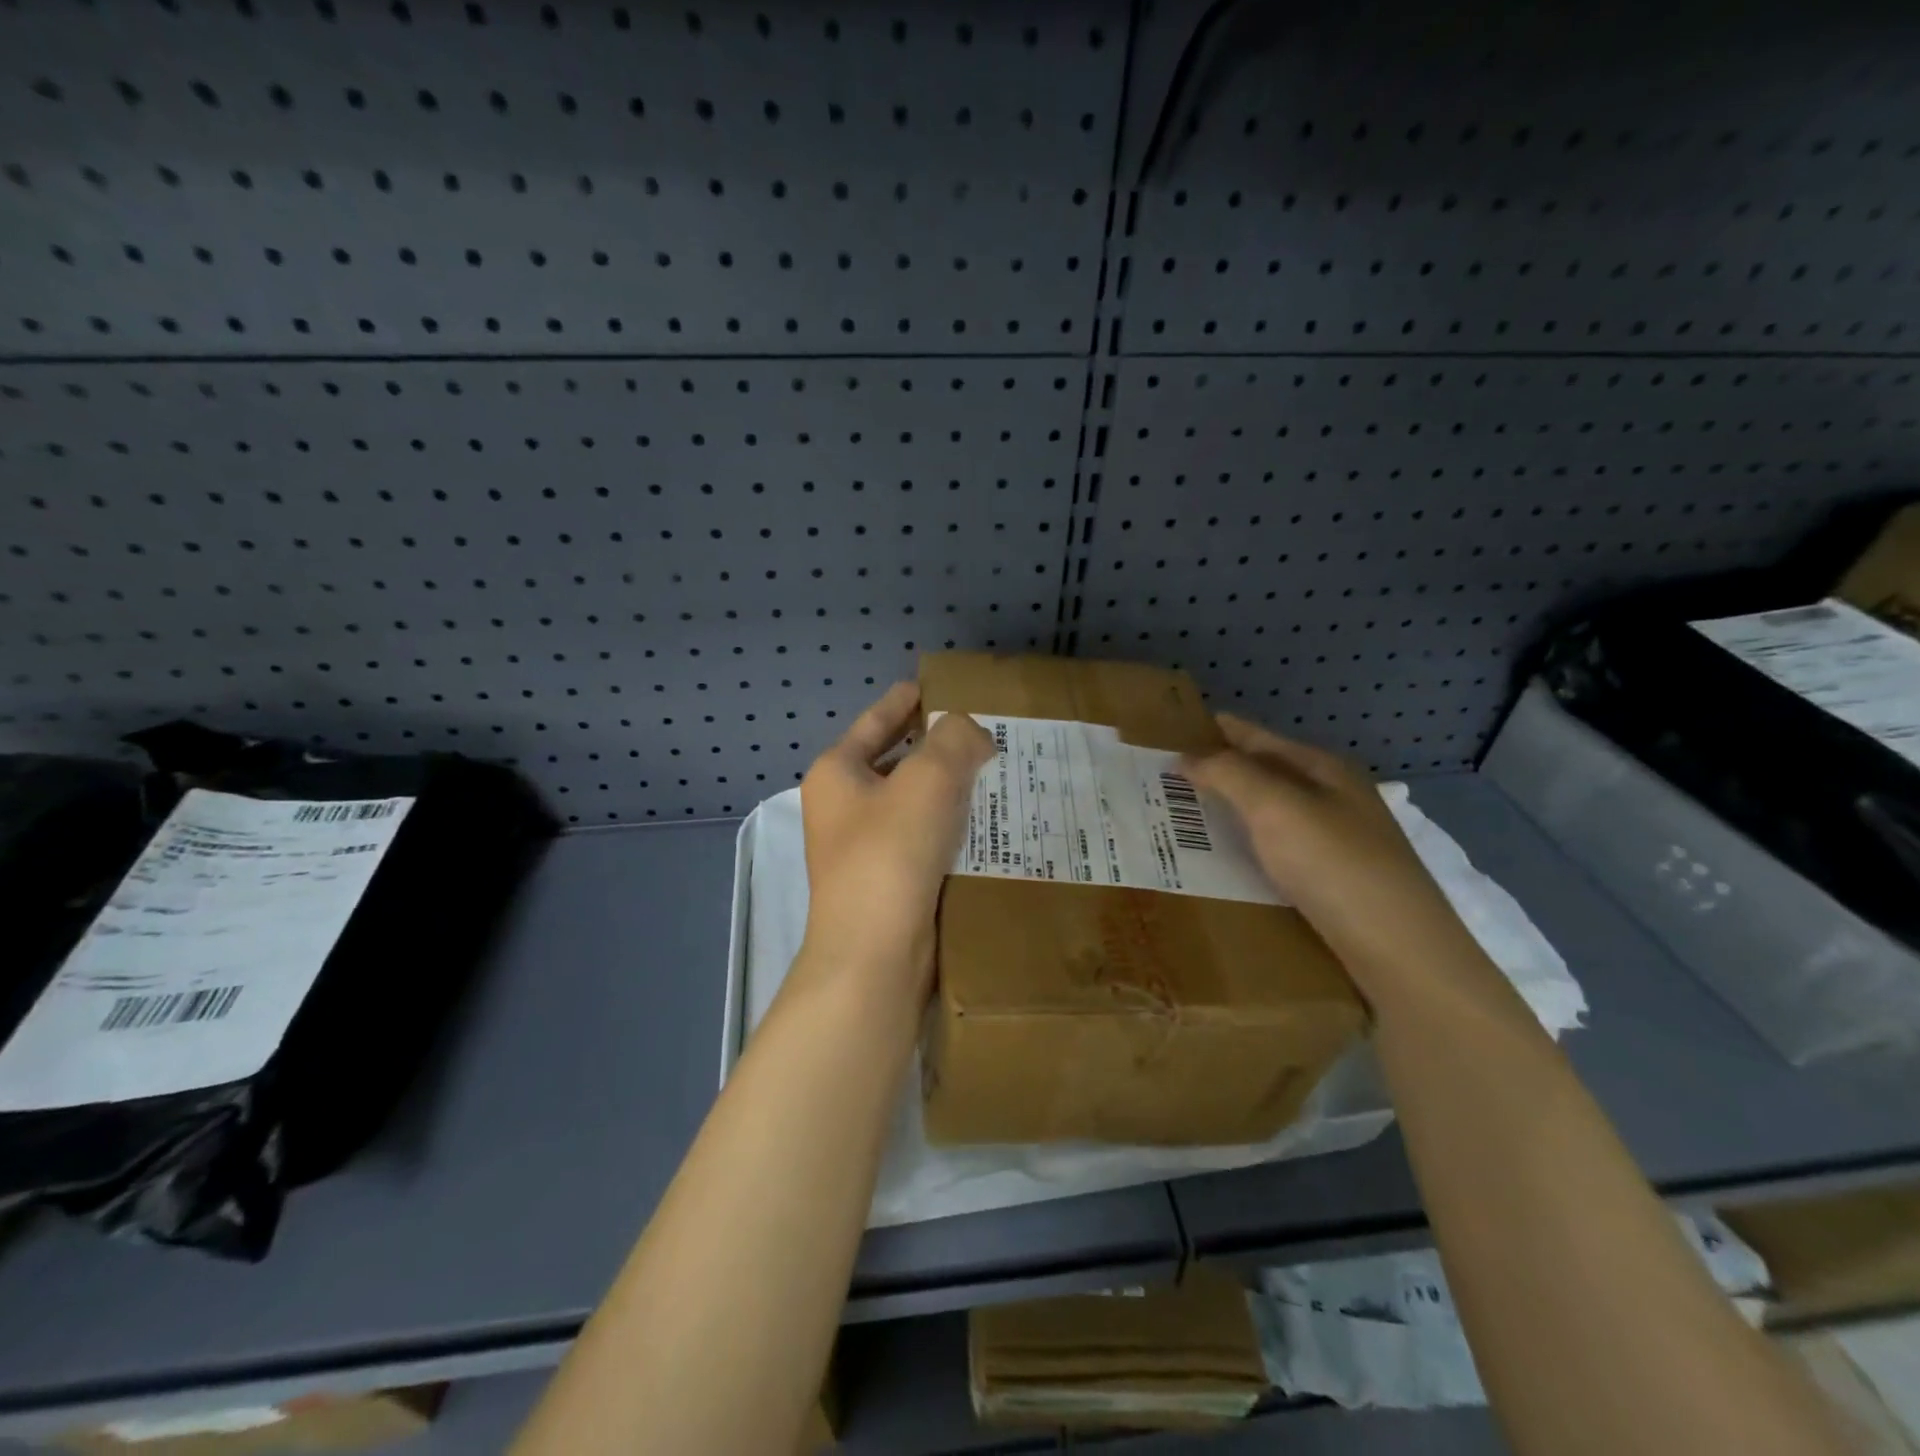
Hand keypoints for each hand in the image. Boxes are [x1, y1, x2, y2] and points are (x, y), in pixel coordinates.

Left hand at [798, 683, 993, 1000]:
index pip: (876, 721)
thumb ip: (955, 740)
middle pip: (896, 761)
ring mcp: (864, 848)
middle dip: (938, 746)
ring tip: (997, 774)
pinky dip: (951, 826)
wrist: (873, 957)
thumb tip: (971, 734)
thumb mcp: (928, 780)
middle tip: (985, 732)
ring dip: (950, 788)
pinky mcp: (889, 881)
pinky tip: (988, 823)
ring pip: (914, 803)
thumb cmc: (890, 855)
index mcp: (837, 773)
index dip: (907, 700)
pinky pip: (924, 838)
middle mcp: (844, 807)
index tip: (939, 687)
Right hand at [1184, 714, 1463, 973]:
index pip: (1258, 737)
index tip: (1170, 731)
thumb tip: (1187, 756)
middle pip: (1265, 774)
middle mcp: (1333, 798)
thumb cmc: (1334, 865)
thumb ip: (1229, 774)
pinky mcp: (1333, 881)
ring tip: (1181, 818)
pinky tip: (1223, 861)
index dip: (1216, 731)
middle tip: (1164, 779)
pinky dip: (1246, 847)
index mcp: (1323, 769)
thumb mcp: (1276, 807)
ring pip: (1270, 815)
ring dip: (1229, 812)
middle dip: (1218, 772)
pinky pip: (1276, 851)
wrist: (1400, 951)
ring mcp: (1337, 841)